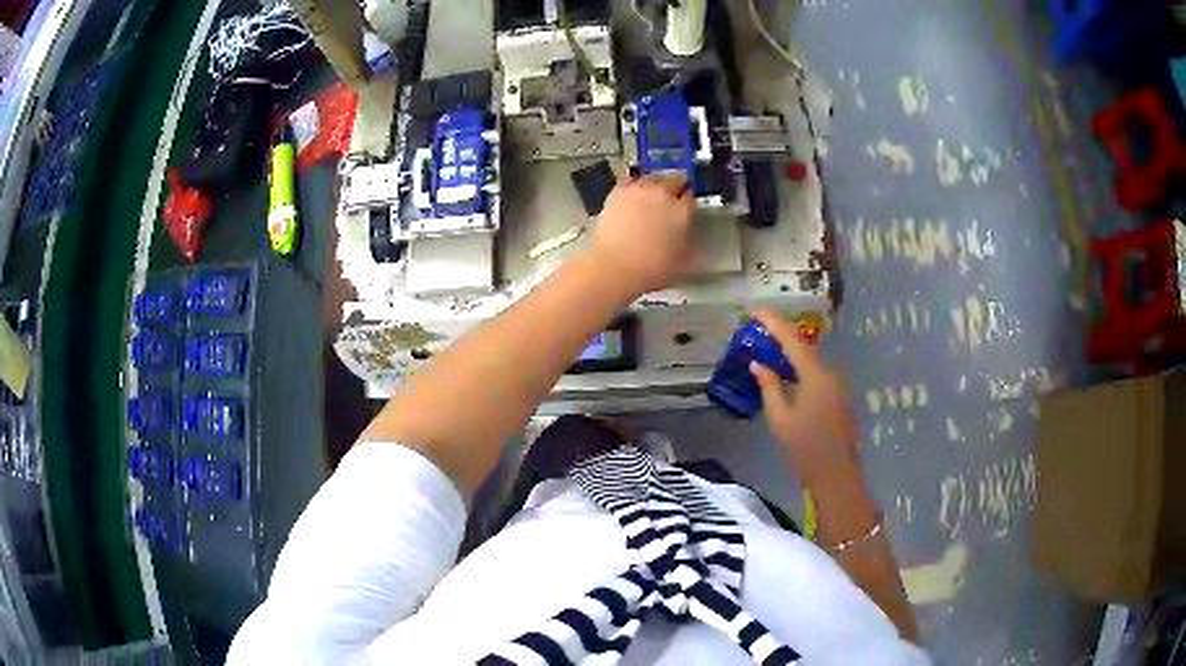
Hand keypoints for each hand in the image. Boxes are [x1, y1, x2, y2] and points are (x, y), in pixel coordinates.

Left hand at [589, 173, 695, 294]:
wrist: (615, 265)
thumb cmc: (652, 269)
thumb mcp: (682, 260)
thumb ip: (688, 241)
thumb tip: (689, 234)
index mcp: (683, 211)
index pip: (691, 196)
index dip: (688, 201)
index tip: (685, 206)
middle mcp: (664, 193)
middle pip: (675, 179)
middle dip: (676, 185)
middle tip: (671, 196)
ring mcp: (640, 189)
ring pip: (653, 176)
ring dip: (656, 182)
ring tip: (652, 192)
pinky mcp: (618, 191)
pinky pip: (630, 179)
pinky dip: (633, 183)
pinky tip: (632, 190)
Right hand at [748, 310, 861, 488]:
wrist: (836, 475)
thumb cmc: (805, 449)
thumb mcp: (780, 419)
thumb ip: (769, 387)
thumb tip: (758, 364)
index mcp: (815, 376)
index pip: (791, 339)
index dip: (772, 322)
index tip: (753, 310)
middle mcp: (829, 373)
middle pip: (803, 345)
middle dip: (780, 335)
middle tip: (756, 330)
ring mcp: (836, 385)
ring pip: (809, 359)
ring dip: (788, 352)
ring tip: (765, 350)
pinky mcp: (837, 396)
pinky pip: (815, 373)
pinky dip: (798, 368)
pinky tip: (784, 374)